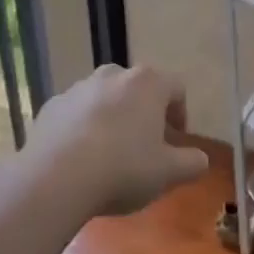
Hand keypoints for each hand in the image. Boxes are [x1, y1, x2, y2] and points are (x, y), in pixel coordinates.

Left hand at [31, 64, 208, 216]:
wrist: (55, 178)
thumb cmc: (123, 168)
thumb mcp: (168, 173)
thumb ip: (191, 163)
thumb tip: (201, 159)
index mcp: (148, 83)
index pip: (176, 87)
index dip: (180, 113)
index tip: (177, 140)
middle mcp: (113, 74)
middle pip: (137, 89)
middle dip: (144, 113)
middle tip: (145, 146)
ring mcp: (78, 88)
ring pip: (105, 98)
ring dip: (112, 119)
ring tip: (110, 154)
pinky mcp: (51, 106)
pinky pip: (75, 114)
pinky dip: (82, 129)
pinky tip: (80, 159)